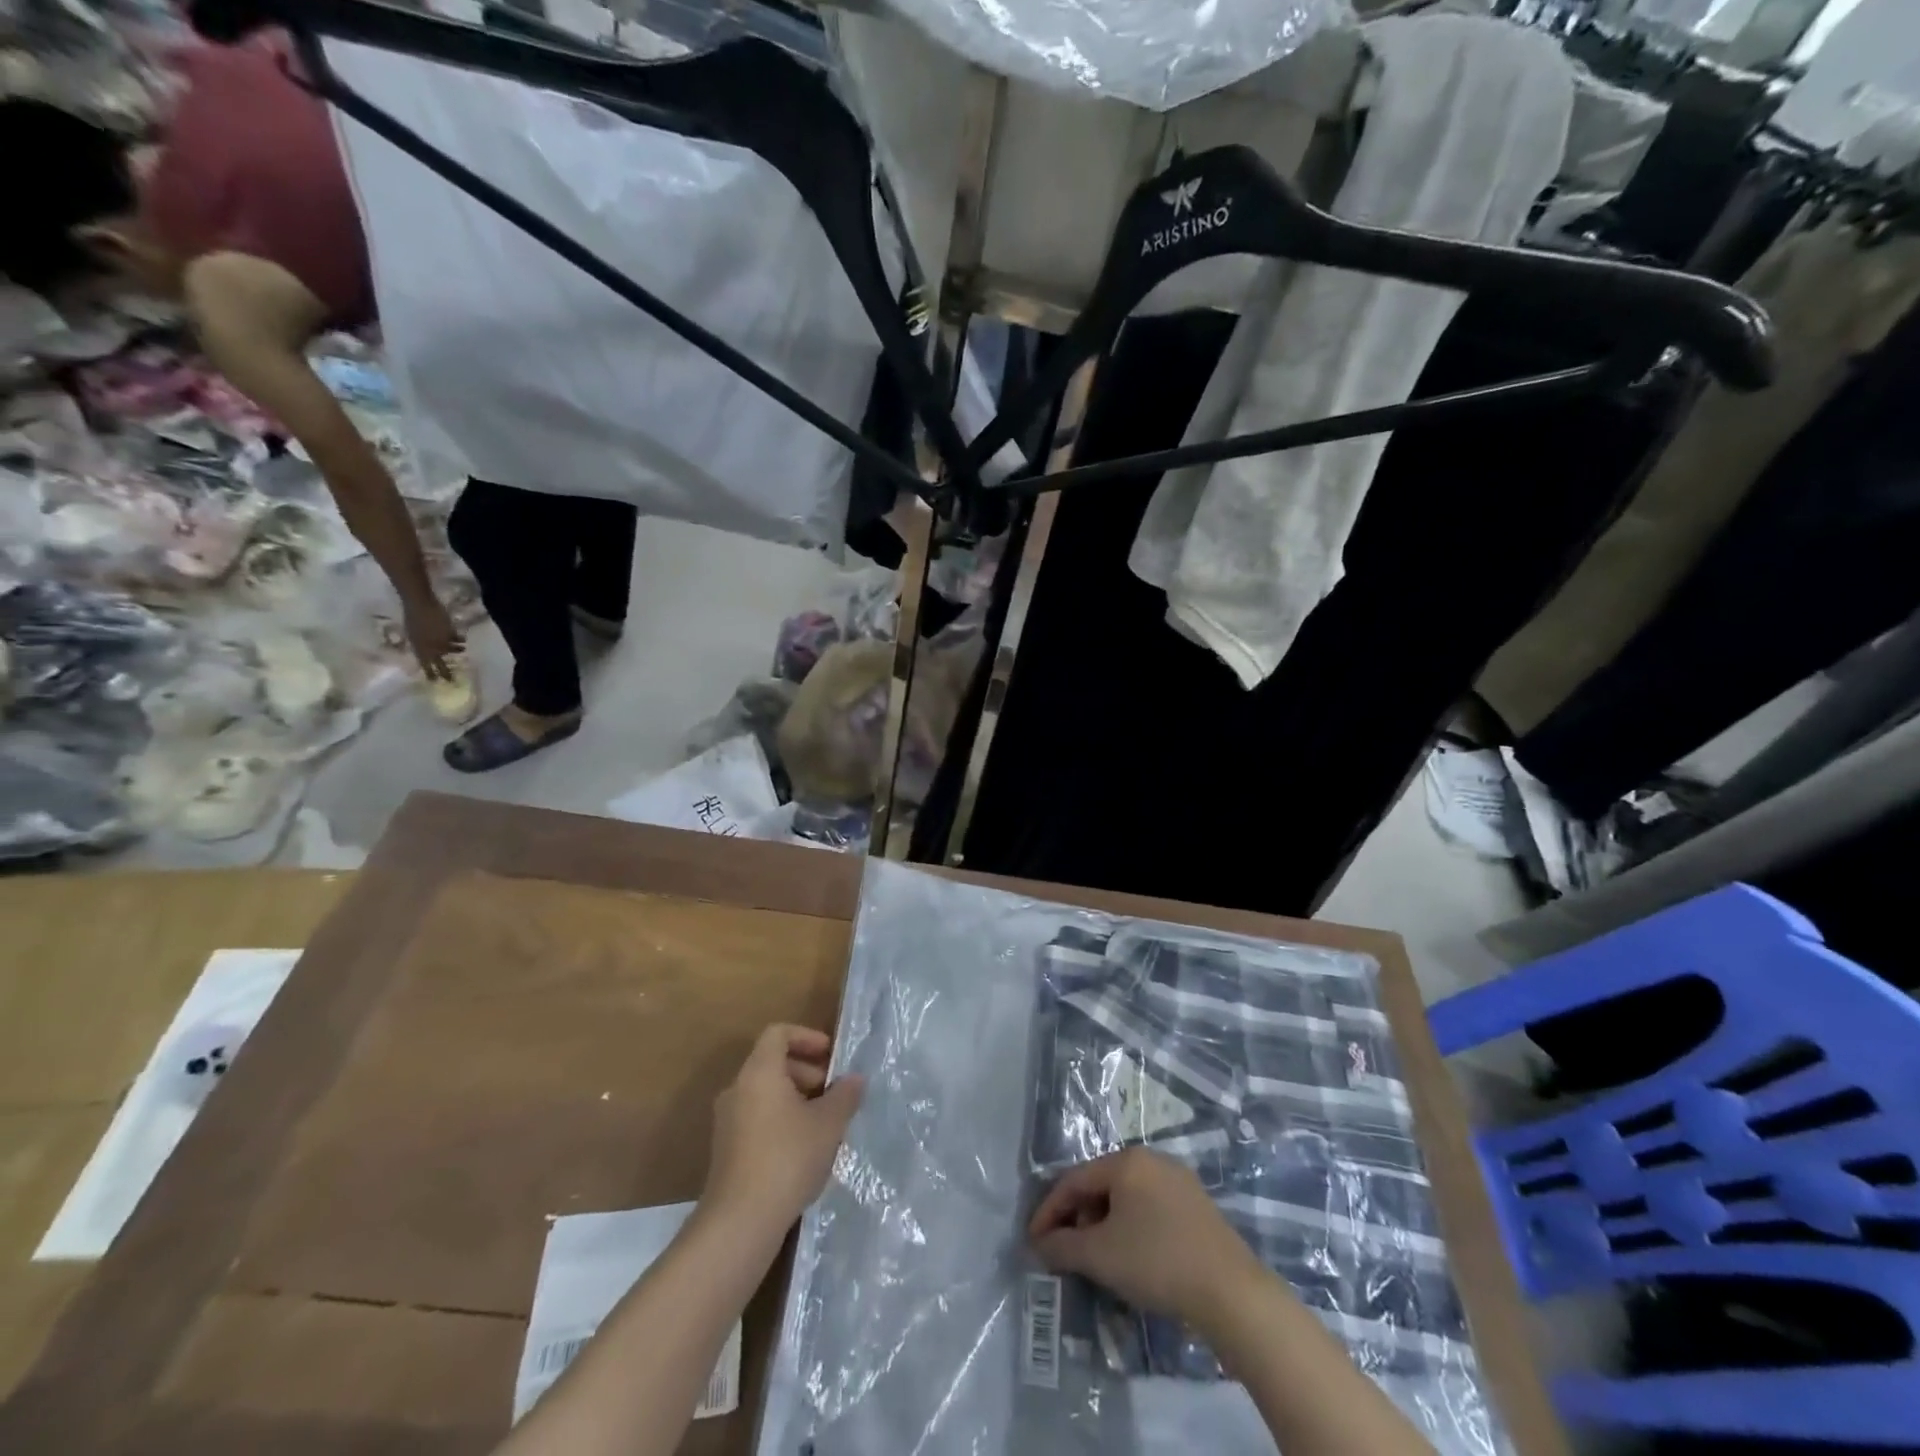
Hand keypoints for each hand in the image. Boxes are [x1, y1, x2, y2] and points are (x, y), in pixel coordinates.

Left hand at [405, 596, 459, 679]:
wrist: (420, 605)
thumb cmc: (412, 618)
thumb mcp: (412, 634)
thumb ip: (420, 644)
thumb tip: (428, 652)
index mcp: (419, 648)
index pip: (425, 665)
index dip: (430, 673)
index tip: (434, 681)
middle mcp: (431, 648)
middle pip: (440, 664)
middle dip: (446, 673)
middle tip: (451, 681)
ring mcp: (442, 642)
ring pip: (453, 650)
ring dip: (457, 650)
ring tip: (462, 649)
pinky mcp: (451, 634)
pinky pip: (458, 639)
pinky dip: (459, 639)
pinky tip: (461, 637)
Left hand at [701, 1024, 864, 1243]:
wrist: (739, 1222)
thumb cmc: (787, 1158)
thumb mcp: (828, 1124)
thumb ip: (844, 1095)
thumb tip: (854, 1079)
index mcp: (759, 1072)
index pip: (778, 1033)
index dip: (807, 1037)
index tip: (831, 1056)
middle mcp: (737, 1089)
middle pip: (772, 1063)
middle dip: (807, 1071)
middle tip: (834, 1093)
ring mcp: (727, 1121)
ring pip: (765, 1093)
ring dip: (796, 1099)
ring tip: (824, 1124)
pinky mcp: (726, 1151)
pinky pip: (757, 1118)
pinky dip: (781, 1120)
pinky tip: (804, 1150)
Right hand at [1028, 1148, 1261, 1332]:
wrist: (1231, 1292)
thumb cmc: (1157, 1261)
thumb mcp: (1100, 1255)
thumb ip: (1062, 1246)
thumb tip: (1039, 1244)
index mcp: (1126, 1161)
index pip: (1074, 1180)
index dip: (1049, 1211)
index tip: (1034, 1241)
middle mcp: (1152, 1159)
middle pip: (1101, 1185)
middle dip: (1078, 1219)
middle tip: (1066, 1252)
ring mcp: (1179, 1181)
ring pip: (1126, 1198)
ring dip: (1104, 1226)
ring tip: (1098, 1259)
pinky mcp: (1198, 1206)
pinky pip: (1150, 1209)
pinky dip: (1131, 1229)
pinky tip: (1132, 1258)